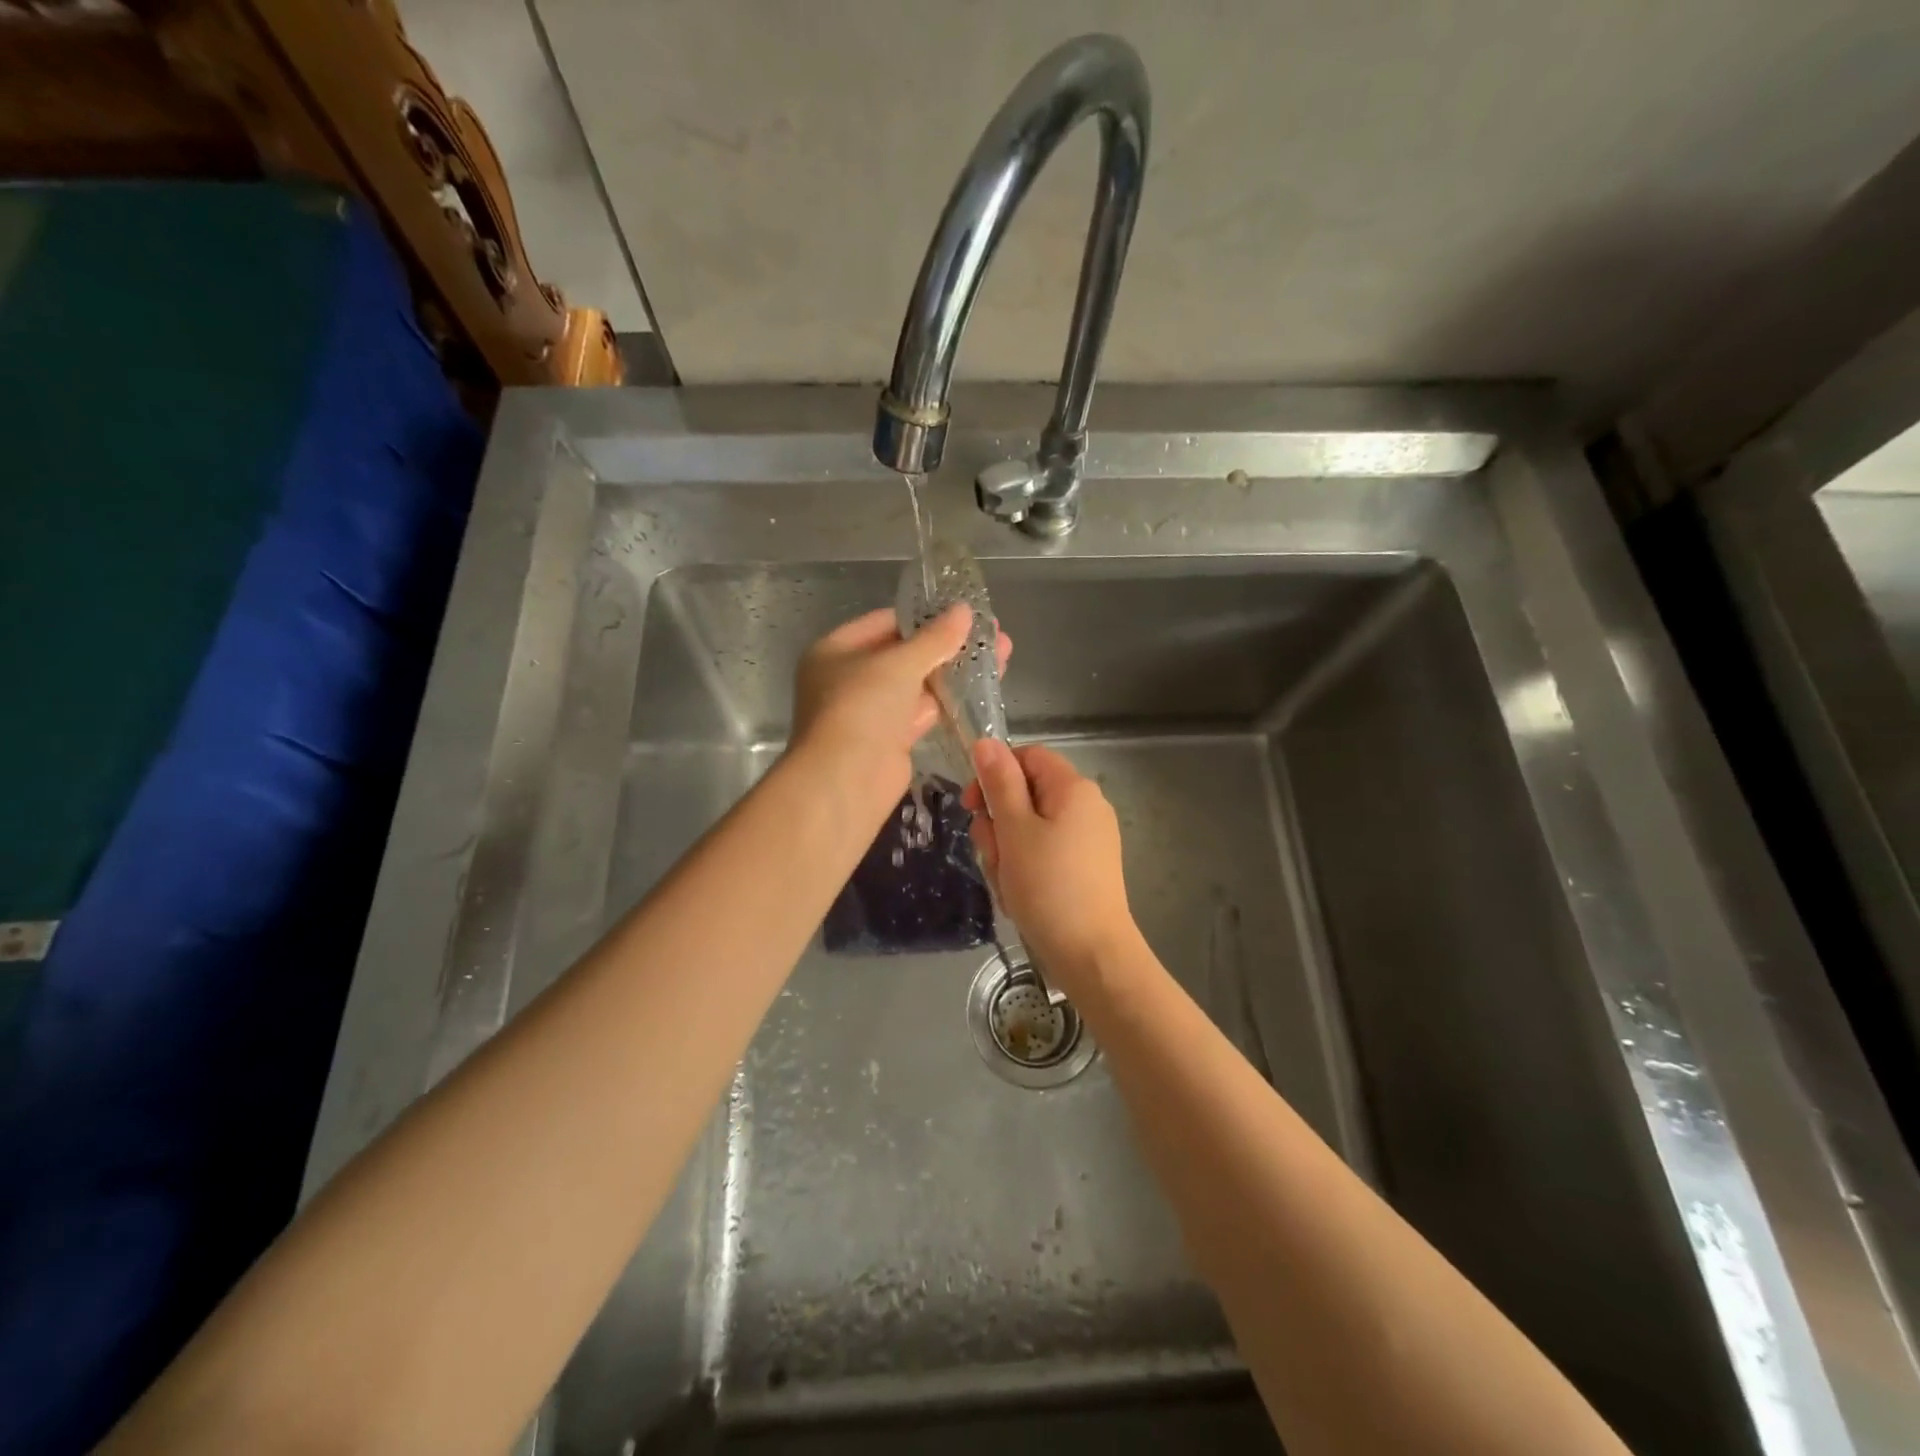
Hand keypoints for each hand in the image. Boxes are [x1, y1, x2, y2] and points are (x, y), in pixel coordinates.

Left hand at [790, 605, 1010, 809]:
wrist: (846, 780)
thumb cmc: (861, 708)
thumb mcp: (899, 663)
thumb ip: (935, 638)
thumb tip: (965, 610)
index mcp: (837, 650)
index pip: (886, 623)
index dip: (926, 617)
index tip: (966, 612)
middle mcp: (850, 678)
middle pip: (905, 654)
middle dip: (949, 644)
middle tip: (992, 633)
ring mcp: (871, 711)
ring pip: (918, 684)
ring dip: (955, 671)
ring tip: (1001, 654)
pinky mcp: (891, 739)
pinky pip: (923, 711)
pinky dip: (950, 700)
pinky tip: (984, 688)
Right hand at [963, 739, 1138, 995]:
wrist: (1091, 955)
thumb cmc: (1049, 886)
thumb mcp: (1015, 829)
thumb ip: (999, 783)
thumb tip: (985, 741)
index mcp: (1073, 788)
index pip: (1026, 758)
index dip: (995, 774)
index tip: (972, 805)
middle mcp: (1086, 807)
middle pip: (1025, 795)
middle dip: (998, 823)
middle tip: (993, 855)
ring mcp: (1087, 840)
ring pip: (1028, 829)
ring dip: (1006, 851)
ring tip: (1007, 882)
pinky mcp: (1084, 869)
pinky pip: (1043, 854)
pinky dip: (1024, 870)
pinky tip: (1020, 896)